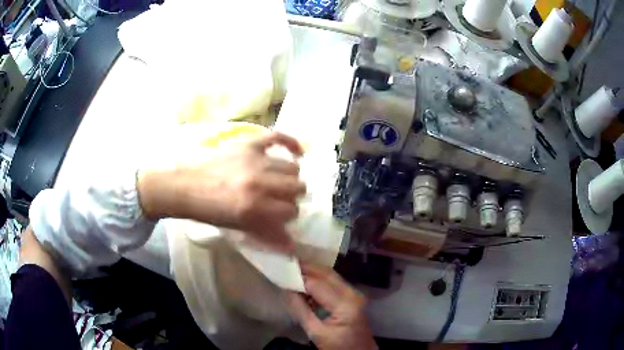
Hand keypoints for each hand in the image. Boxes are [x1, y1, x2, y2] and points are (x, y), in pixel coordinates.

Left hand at [137, 132, 305, 251]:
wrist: (184, 186)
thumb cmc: (209, 211)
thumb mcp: (238, 227)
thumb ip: (267, 236)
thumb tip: (292, 246)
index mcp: (254, 208)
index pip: (291, 211)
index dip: (288, 215)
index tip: (281, 214)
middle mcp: (259, 183)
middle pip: (297, 188)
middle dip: (291, 196)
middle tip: (280, 198)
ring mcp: (255, 161)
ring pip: (292, 168)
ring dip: (289, 177)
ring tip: (280, 180)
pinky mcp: (249, 145)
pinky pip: (279, 137)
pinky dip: (291, 143)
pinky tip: (297, 152)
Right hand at [286, 264, 376, 349]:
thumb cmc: (338, 347)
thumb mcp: (315, 332)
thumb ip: (300, 310)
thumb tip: (286, 289)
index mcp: (345, 304)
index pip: (317, 284)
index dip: (298, 276)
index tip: (281, 270)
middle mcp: (353, 293)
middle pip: (327, 273)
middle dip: (306, 267)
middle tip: (286, 263)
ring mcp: (355, 294)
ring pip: (331, 276)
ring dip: (312, 272)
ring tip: (292, 270)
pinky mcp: (353, 298)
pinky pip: (334, 283)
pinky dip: (319, 280)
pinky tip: (306, 282)